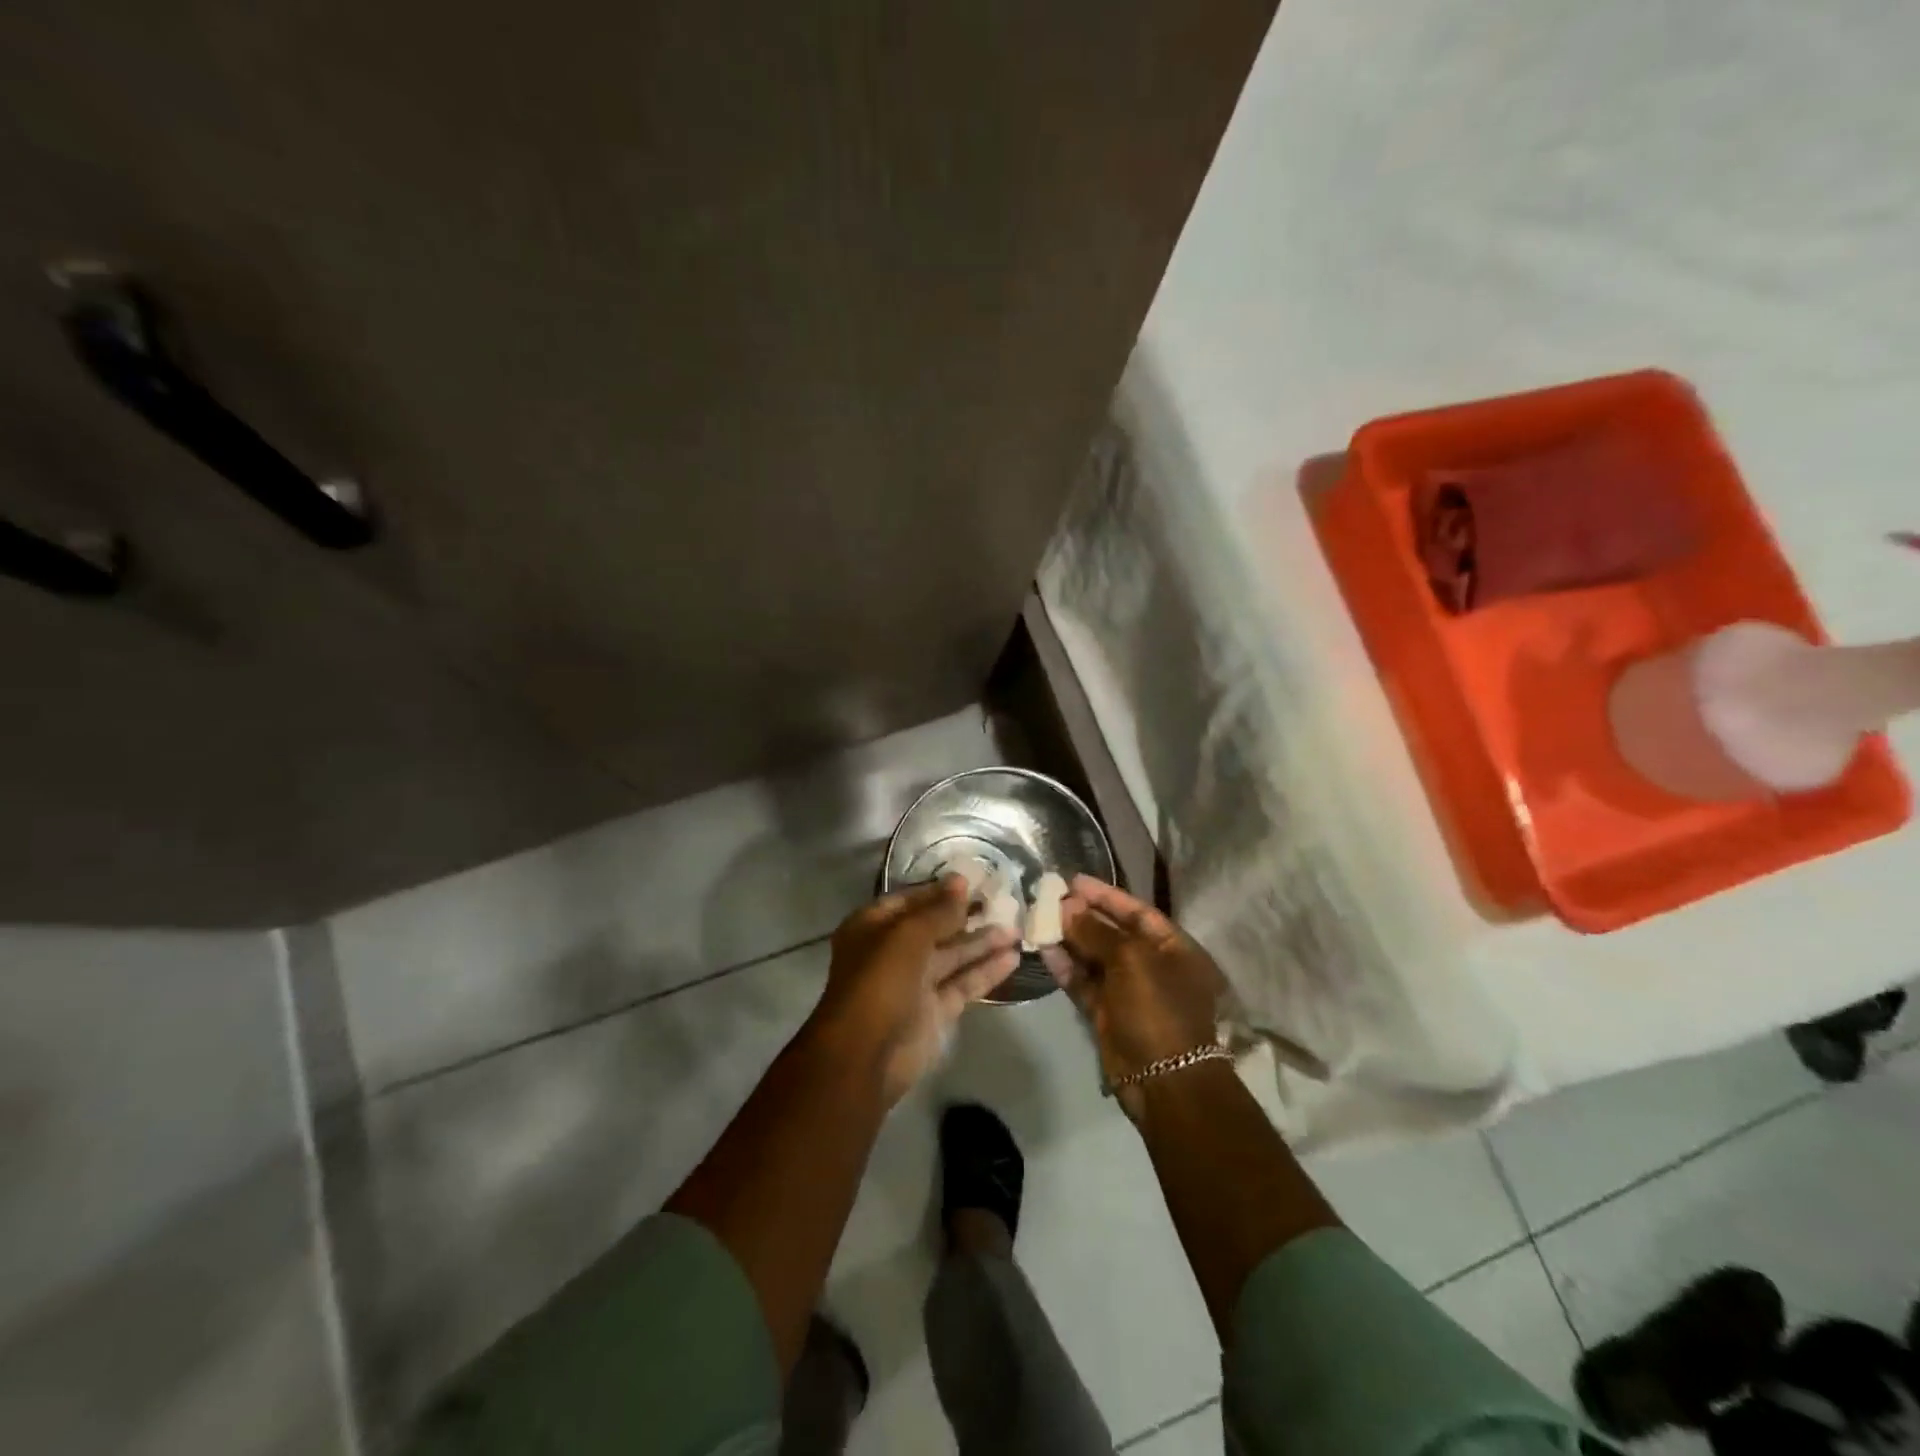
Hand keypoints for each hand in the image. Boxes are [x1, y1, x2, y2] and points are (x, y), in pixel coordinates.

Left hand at [810, 876, 1019, 1104]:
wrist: (866, 1055)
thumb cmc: (880, 982)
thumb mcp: (908, 936)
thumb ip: (938, 910)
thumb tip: (961, 881)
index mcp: (874, 927)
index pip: (911, 901)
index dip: (940, 891)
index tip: (974, 880)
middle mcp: (893, 952)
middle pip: (935, 928)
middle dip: (967, 916)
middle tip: (1004, 902)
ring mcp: (915, 983)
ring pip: (953, 956)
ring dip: (983, 943)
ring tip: (1017, 930)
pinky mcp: (934, 1011)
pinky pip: (963, 984)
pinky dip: (986, 971)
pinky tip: (1013, 958)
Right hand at [1042, 876, 1225, 1118]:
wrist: (1163, 1081)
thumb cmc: (1157, 1009)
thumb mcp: (1130, 960)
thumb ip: (1096, 931)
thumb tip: (1067, 908)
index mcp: (1175, 949)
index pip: (1137, 912)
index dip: (1106, 895)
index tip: (1074, 881)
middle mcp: (1153, 966)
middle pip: (1114, 933)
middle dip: (1083, 916)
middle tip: (1049, 899)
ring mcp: (1129, 992)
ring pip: (1095, 958)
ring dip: (1069, 940)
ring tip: (1039, 919)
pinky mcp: (1107, 1014)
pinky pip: (1084, 983)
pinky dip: (1066, 967)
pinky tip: (1043, 950)